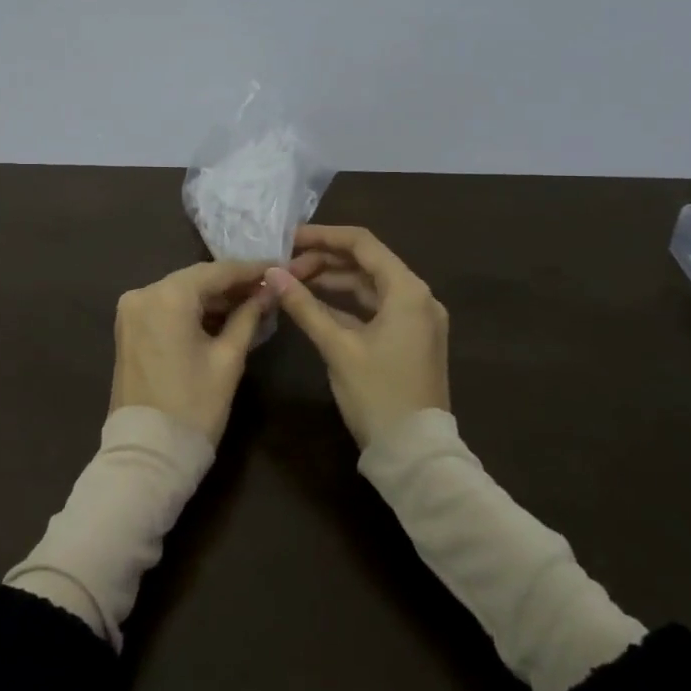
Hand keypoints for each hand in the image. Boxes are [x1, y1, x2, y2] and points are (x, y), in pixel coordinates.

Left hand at [111, 260, 275, 444]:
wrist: (147, 453)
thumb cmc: (194, 406)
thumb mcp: (228, 359)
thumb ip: (248, 317)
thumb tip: (268, 291)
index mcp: (168, 296)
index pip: (217, 272)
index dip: (250, 269)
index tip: (278, 266)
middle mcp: (143, 293)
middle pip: (196, 279)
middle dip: (231, 284)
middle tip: (267, 287)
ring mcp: (131, 310)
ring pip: (180, 292)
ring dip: (212, 298)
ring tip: (251, 303)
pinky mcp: (128, 328)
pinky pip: (166, 308)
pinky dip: (192, 311)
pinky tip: (221, 317)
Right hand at [264, 225, 449, 448]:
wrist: (416, 454)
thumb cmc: (378, 395)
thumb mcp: (337, 347)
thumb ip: (304, 306)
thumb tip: (272, 273)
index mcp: (407, 290)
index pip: (362, 243)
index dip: (323, 236)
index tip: (288, 239)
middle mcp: (417, 297)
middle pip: (366, 262)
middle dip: (324, 260)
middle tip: (284, 268)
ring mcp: (416, 319)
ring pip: (369, 285)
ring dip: (332, 281)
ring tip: (292, 283)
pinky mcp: (409, 339)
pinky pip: (374, 308)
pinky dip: (345, 304)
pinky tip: (313, 305)